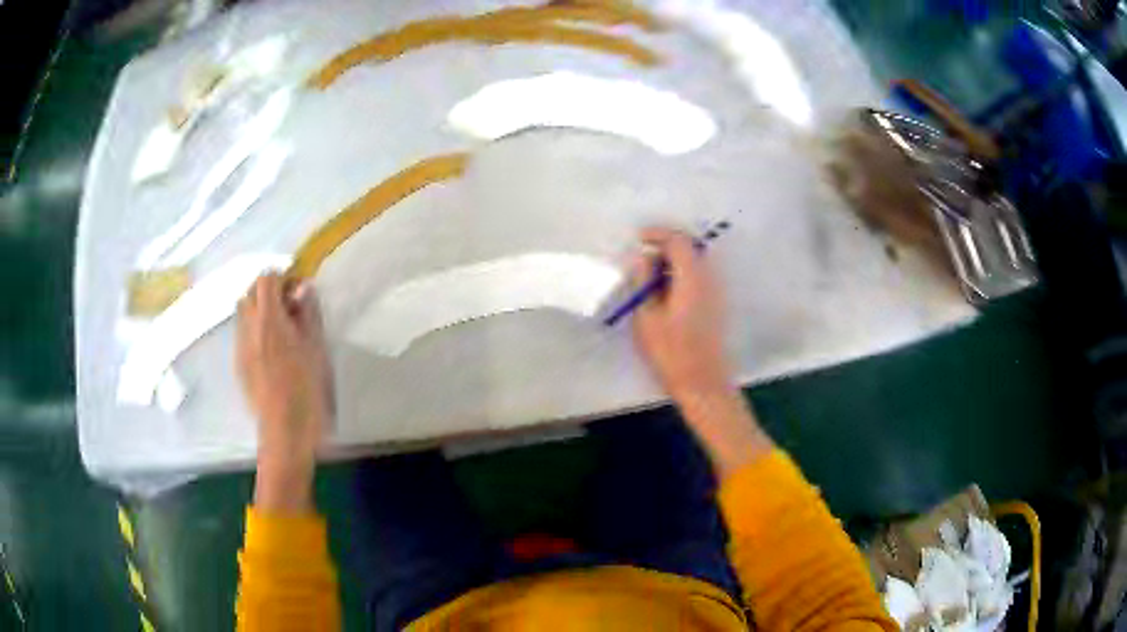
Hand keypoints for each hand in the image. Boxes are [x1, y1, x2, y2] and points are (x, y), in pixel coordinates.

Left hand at [237, 274, 332, 512]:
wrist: (284, 432)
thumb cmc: (306, 390)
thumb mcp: (316, 349)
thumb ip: (308, 314)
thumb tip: (303, 287)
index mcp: (269, 320)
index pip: (266, 279)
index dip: (282, 278)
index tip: (298, 293)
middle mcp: (248, 328)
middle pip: (250, 292)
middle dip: (268, 293)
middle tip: (289, 310)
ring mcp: (239, 347)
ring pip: (243, 314)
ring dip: (259, 311)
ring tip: (279, 331)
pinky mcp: (238, 365)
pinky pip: (242, 335)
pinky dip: (254, 332)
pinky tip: (271, 353)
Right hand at [631, 227, 730, 401]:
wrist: (702, 383)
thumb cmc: (671, 353)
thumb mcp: (647, 316)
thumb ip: (643, 282)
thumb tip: (641, 258)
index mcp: (692, 278)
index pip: (679, 240)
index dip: (658, 234)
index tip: (639, 238)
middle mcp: (708, 279)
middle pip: (689, 248)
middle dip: (665, 246)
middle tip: (641, 260)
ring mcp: (715, 292)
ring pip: (693, 263)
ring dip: (672, 263)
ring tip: (648, 279)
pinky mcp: (715, 304)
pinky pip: (697, 278)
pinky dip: (679, 276)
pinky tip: (663, 294)